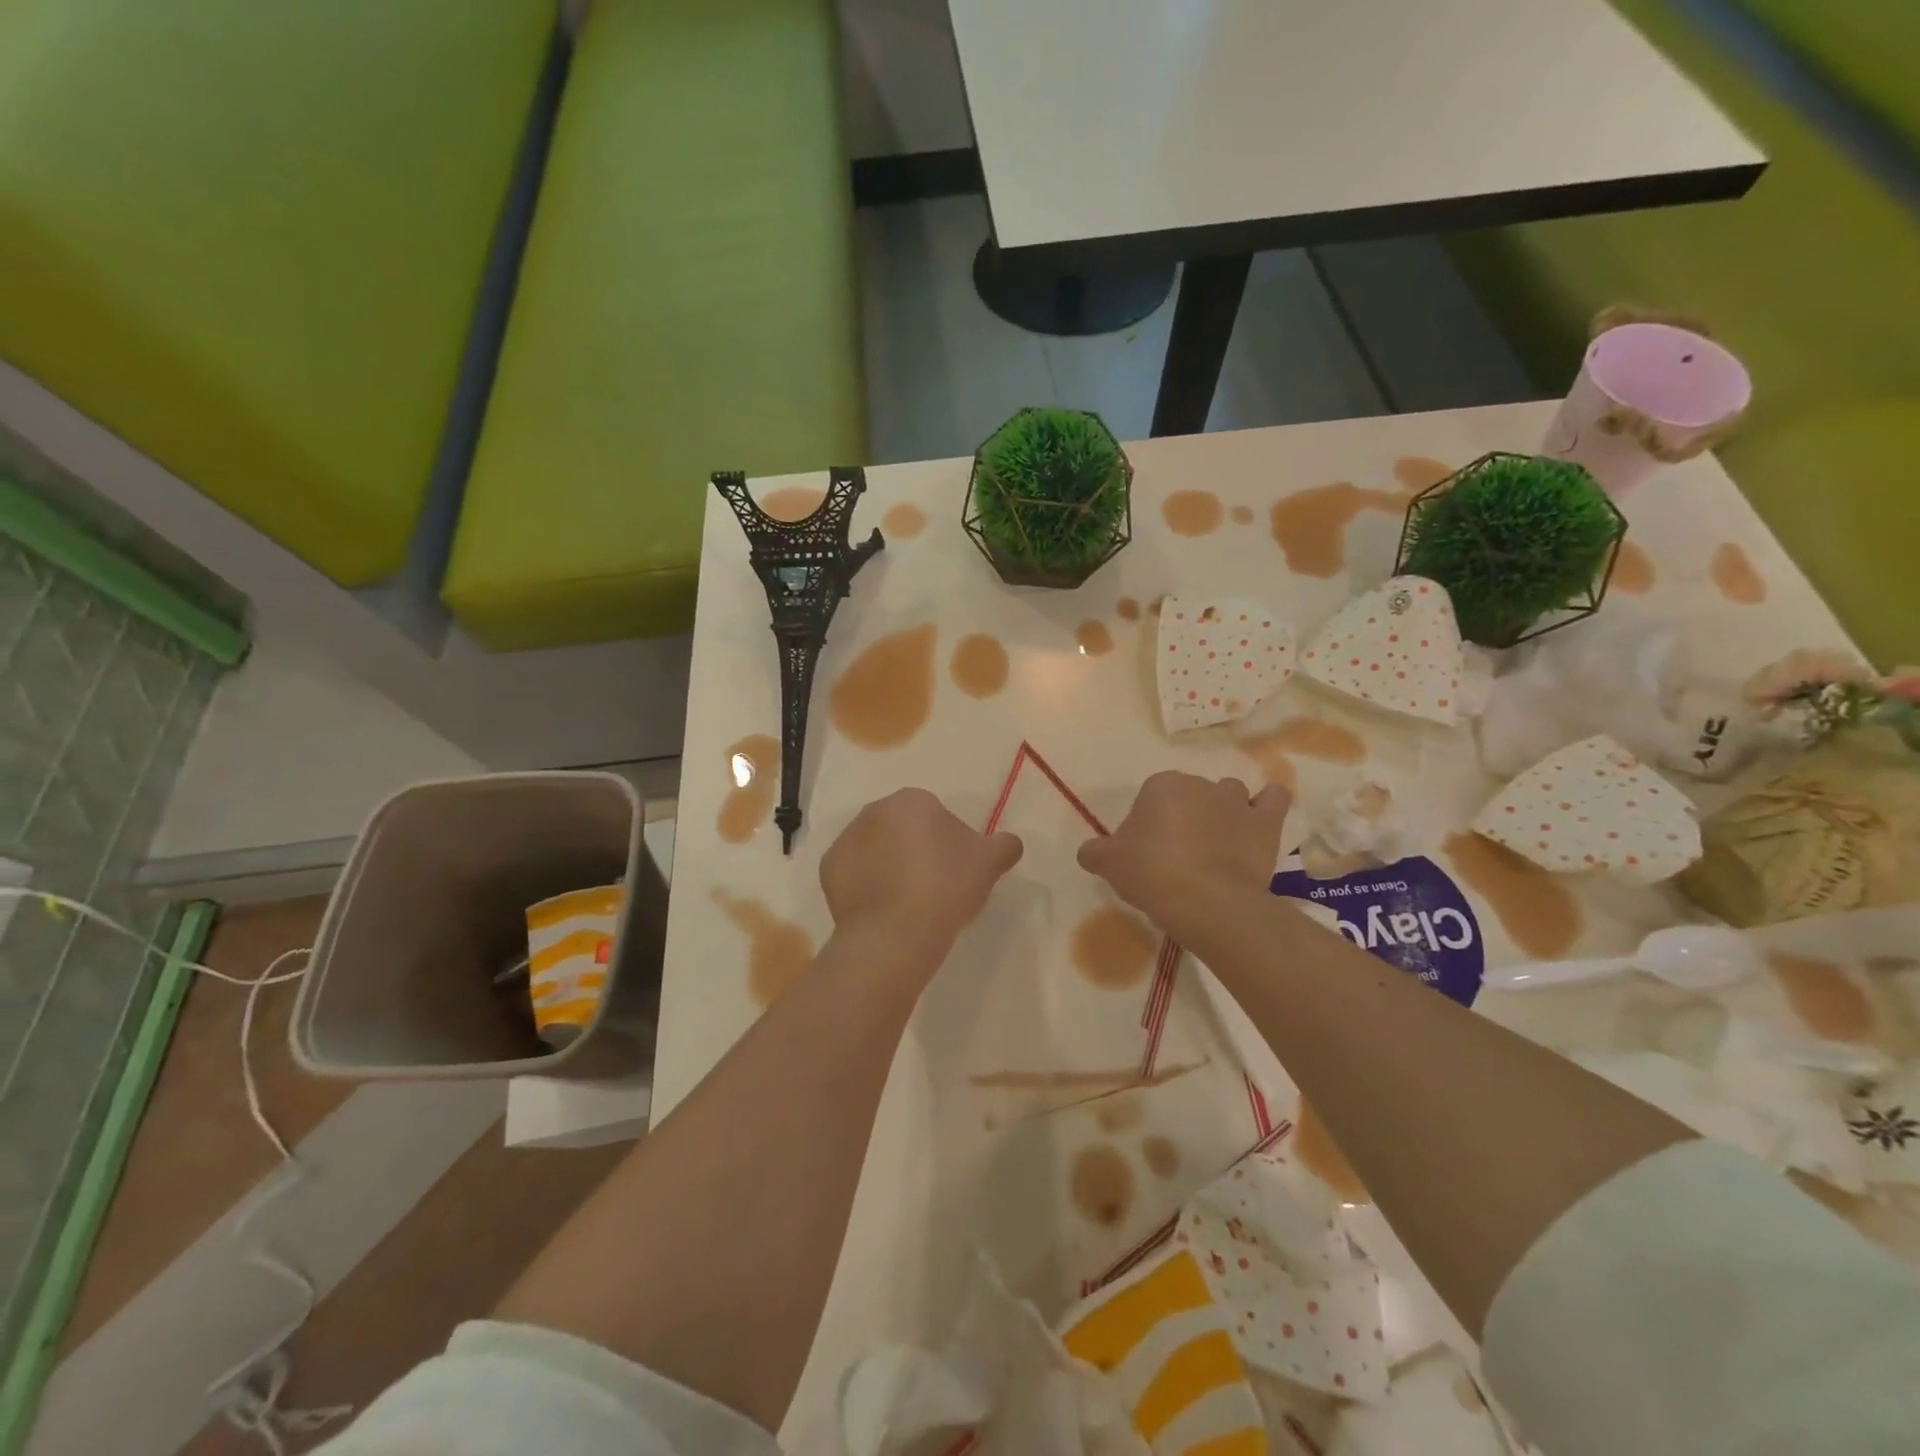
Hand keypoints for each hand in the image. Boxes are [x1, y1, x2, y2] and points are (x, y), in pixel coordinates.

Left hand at [820, 788, 1022, 961]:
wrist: (895, 933)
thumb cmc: (945, 888)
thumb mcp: (989, 863)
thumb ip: (1004, 845)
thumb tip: (1010, 842)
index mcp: (912, 800)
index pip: (935, 815)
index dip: (948, 843)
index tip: (955, 871)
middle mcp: (874, 811)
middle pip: (902, 828)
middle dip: (915, 850)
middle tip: (933, 886)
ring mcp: (847, 839)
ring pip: (876, 849)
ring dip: (889, 865)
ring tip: (907, 901)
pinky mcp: (828, 869)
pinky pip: (855, 873)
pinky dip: (866, 885)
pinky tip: (883, 909)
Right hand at [1079, 772, 1290, 941]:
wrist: (1207, 901)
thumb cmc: (1152, 873)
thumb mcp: (1108, 864)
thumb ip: (1094, 852)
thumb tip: (1089, 852)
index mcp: (1161, 785)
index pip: (1150, 799)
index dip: (1148, 826)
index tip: (1147, 854)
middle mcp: (1201, 784)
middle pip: (1189, 796)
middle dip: (1184, 818)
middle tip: (1177, 857)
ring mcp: (1237, 801)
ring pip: (1228, 796)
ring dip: (1223, 814)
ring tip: (1216, 848)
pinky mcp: (1266, 823)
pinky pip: (1273, 800)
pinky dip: (1266, 806)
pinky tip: (1257, 824)